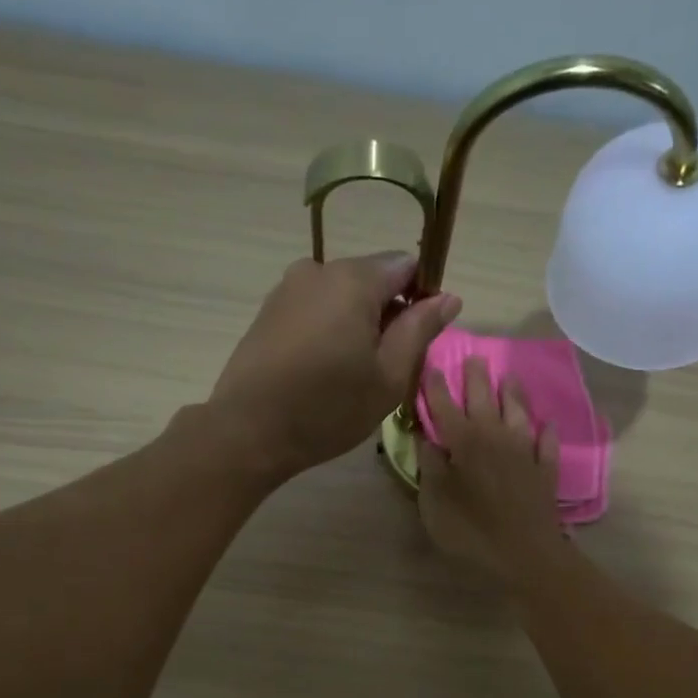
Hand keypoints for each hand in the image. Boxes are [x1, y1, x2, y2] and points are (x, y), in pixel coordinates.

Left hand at [208, 252, 460, 477]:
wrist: (249, 431)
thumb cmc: (328, 407)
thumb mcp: (388, 376)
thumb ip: (420, 330)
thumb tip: (448, 297)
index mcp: (354, 279)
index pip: (406, 266)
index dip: (421, 298)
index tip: (417, 340)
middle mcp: (318, 270)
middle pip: (371, 279)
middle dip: (387, 314)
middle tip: (386, 368)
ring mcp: (287, 289)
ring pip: (341, 297)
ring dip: (357, 325)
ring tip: (352, 375)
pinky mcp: (268, 312)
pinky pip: (314, 310)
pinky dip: (328, 331)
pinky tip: (323, 372)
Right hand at [418, 357, 564, 579]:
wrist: (524, 554)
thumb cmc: (470, 531)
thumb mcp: (434, 503)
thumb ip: (431, 468)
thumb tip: (427, 440)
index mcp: (463, 443)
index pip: (445, 406)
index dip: (436, 387)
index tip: (432, 366)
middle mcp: (495, 438)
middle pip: (484, 400)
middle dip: (476, 378)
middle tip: (473, 358)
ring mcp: (524, 453)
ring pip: (518, 414)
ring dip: (513, 394)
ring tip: (509, 377)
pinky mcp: (545, 472)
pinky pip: (546, 445)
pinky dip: (546, 433)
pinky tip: (547, 426)